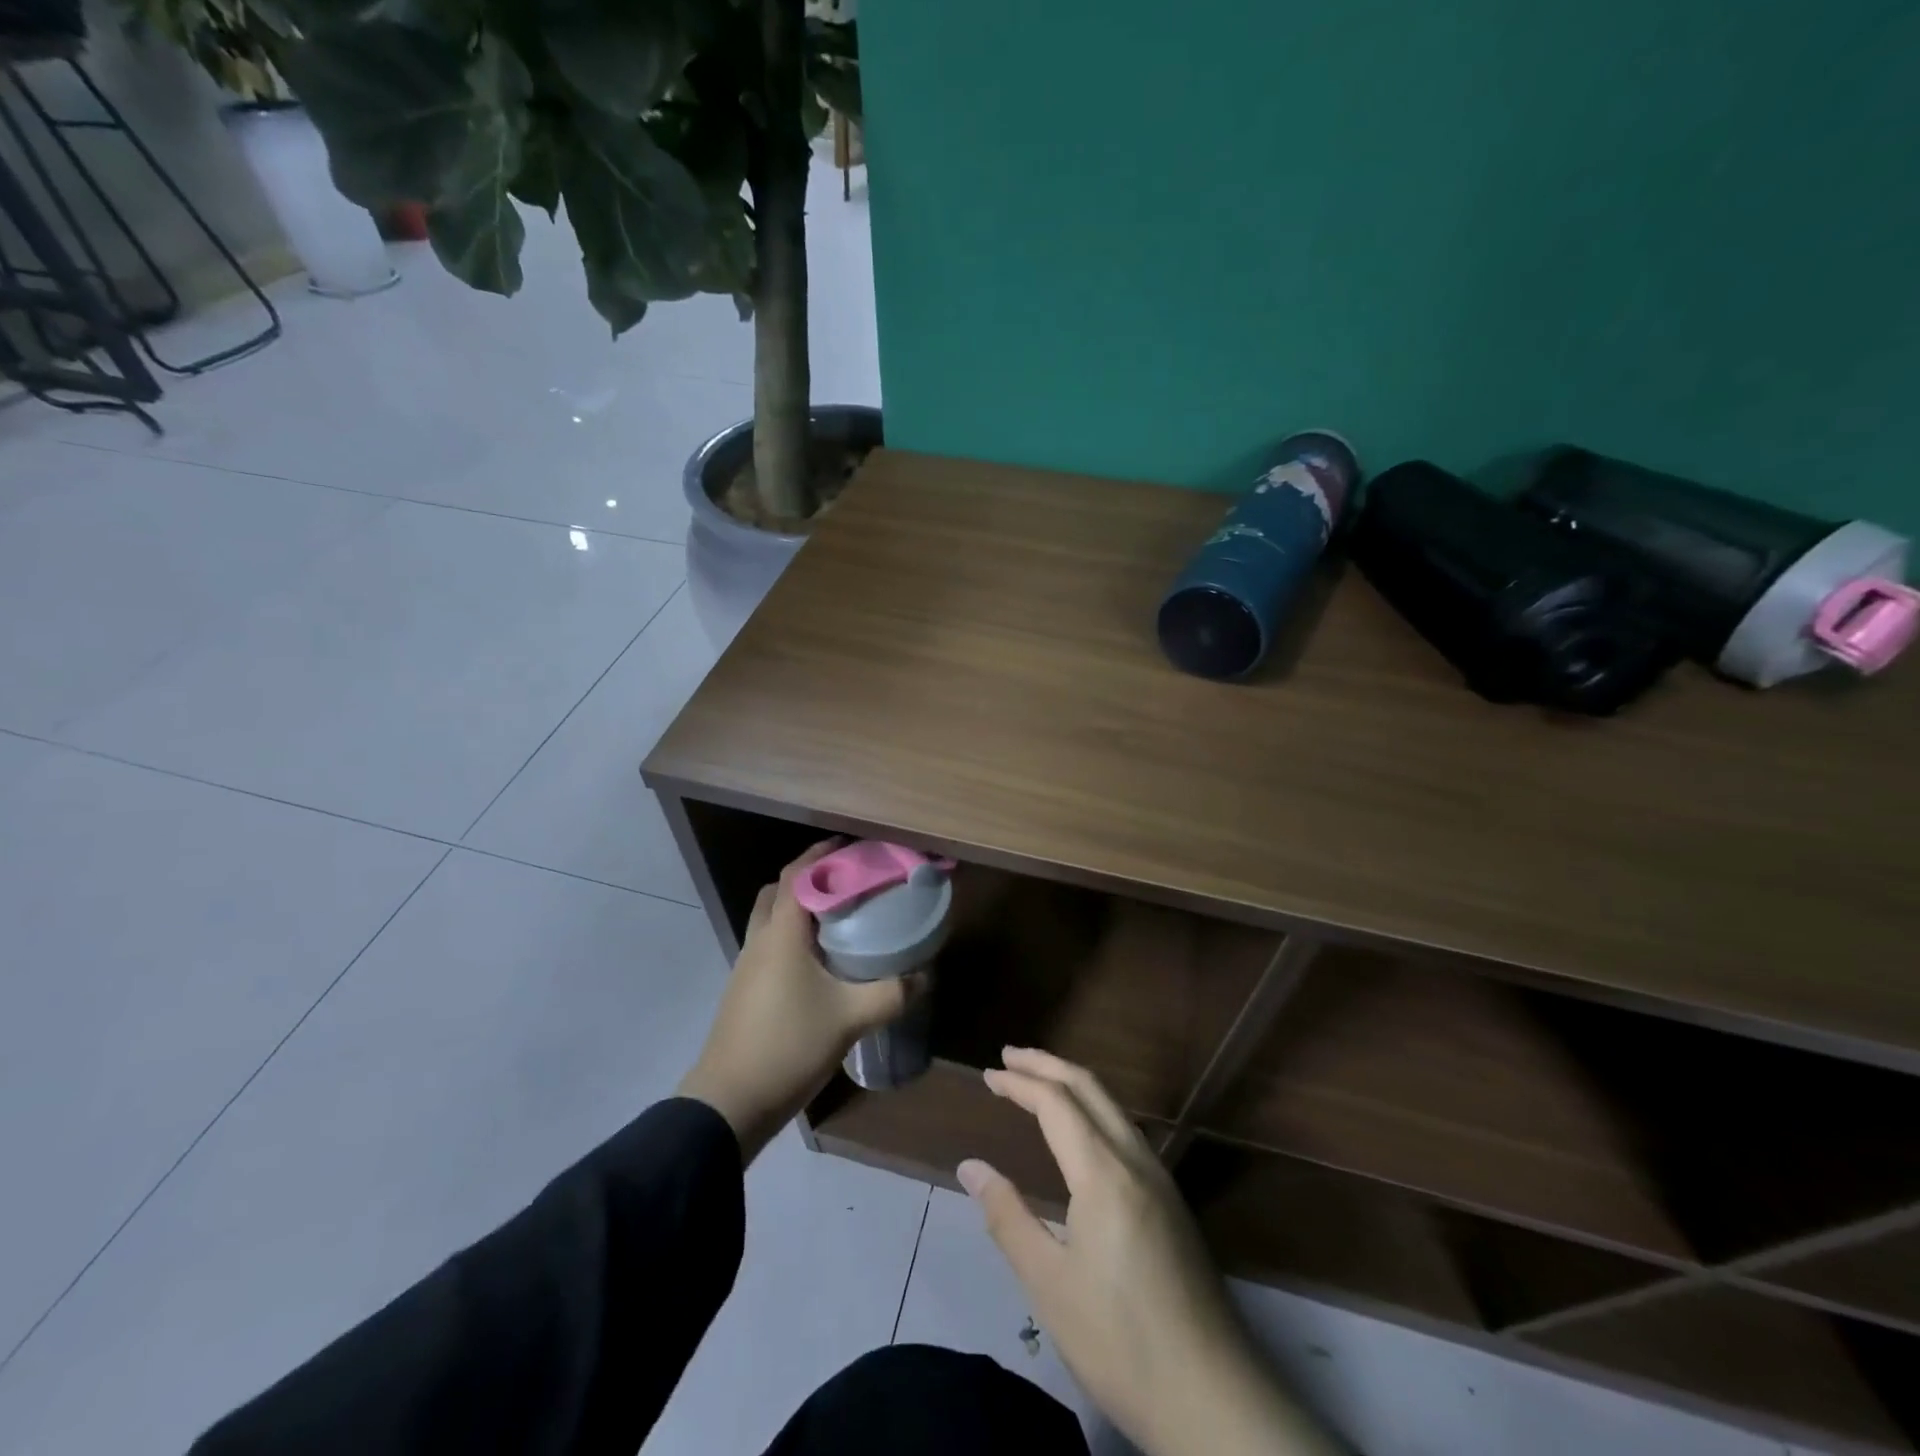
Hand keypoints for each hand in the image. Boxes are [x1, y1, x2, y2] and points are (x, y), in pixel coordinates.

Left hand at [678, 841, 918, 1162]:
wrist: (730, 1102)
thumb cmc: (789, 1045)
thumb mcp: (851, 1018)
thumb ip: (892, 993)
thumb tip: (925, 976)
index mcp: (781, 933)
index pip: (798, 874)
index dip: (824, 854)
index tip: (856, 848)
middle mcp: (760, 939)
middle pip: (780, 890)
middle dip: (812, 877)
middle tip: (849, 882)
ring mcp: (747, 965)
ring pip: (771, 918)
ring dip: (800, 907)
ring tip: (841, 917)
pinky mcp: (745, 989)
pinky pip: (770, 944)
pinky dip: (792, 935)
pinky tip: (820, 960)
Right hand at [959, 1049, 1340, 1455]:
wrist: (1213, 1398)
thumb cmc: (1119, 1341)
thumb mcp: (1049, 1284)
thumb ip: (1008, 1217)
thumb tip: (971, 1167)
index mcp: (1104, 1173)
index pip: (1057, 1103)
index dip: (1020, 1083)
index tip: (988, 1074)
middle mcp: (1136, 1160)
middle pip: (1090, 1088)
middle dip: (1047, 1064)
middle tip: (1009, 1056)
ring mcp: (1161, 1178)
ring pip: (1113, 1106)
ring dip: (1073, 1083)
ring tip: (1039, 1082)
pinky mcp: (1172, 1202)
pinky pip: (1126, 1130)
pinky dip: (1093, 1109)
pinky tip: (1081, 1130)